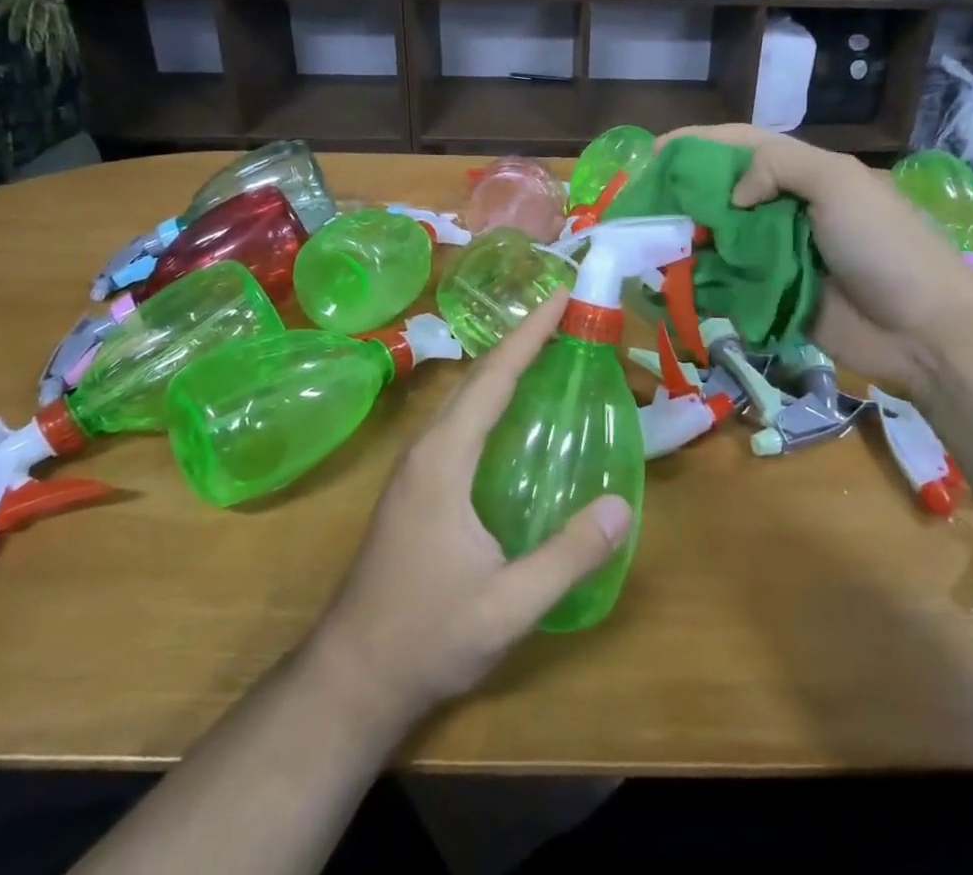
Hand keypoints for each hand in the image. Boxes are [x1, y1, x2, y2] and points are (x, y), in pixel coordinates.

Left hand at [302, 291, 631, 727]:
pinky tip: (515, 413)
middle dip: (521, 338)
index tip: (560, 295)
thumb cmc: (425, 637)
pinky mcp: (417, 485)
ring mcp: (416, 466)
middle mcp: (426, 448)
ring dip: (504, 365)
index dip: (529, 333)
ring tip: (546, 348)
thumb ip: (566, 557)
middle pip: (478, 377)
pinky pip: (460, 421)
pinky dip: (492, 397)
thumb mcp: (507, 607)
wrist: (350, 678)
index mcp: (444, 459)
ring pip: (465, 397)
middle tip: (564, 312)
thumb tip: (622, 506)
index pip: (493, 378)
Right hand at [661, 125, 972, 393]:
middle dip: (685, 194)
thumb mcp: (838, 183)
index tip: (654, 153)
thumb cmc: (883, 245)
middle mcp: (788, 209)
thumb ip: (779, 168)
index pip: (742, 145)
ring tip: (650, 244)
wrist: (926, 330)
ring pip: (723, 239)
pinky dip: (704, 281)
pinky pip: (731, 283)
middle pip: (725, 192)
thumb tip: (732, 197)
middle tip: (645, 204)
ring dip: (689, 239)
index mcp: (806, 174)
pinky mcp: (777, 297)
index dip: (698, 143)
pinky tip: (673, 283)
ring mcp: (782, 256)